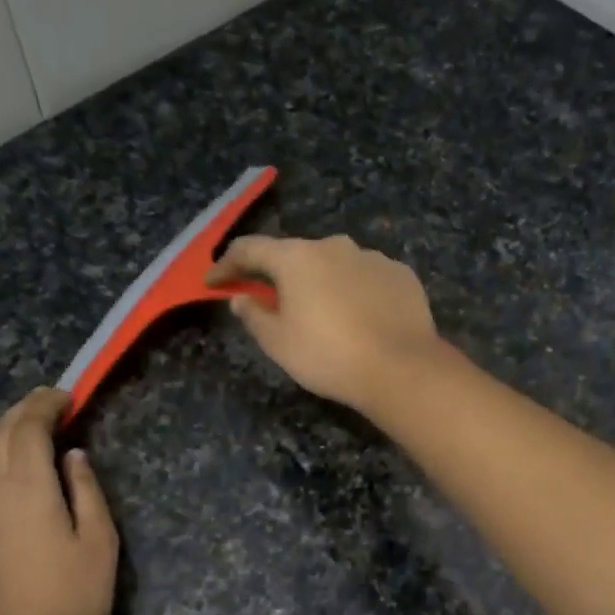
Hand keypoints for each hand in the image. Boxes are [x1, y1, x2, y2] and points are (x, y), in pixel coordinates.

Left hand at [0, 388, 118, 614]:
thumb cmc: (73, 597)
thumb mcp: (98, 542)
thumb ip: (86, 491)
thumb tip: (72, 457)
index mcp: (27, 488)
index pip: (27, 429)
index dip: (44, 406)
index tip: (65, 396)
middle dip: (21, 413)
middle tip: (48, 404)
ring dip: (4, 435)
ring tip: (29, 430)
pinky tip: (12, 473)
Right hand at [208, 235, 442, 414]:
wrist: (400, 368)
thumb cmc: (328, 356)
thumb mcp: (278, 343)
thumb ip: (254, 316)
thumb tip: (241, 299)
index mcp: (296, 258)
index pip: (250, 249)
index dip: (227, 265)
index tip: (214, 282)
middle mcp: (334, 246)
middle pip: (295, 255)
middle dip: (279, 275)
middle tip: (271, 301)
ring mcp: (372, 257)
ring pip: (335, 264)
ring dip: (321, 282)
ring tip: (322, 313)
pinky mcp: (401, 274)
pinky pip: (367, 278)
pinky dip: (355, 291)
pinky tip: (359, 316)